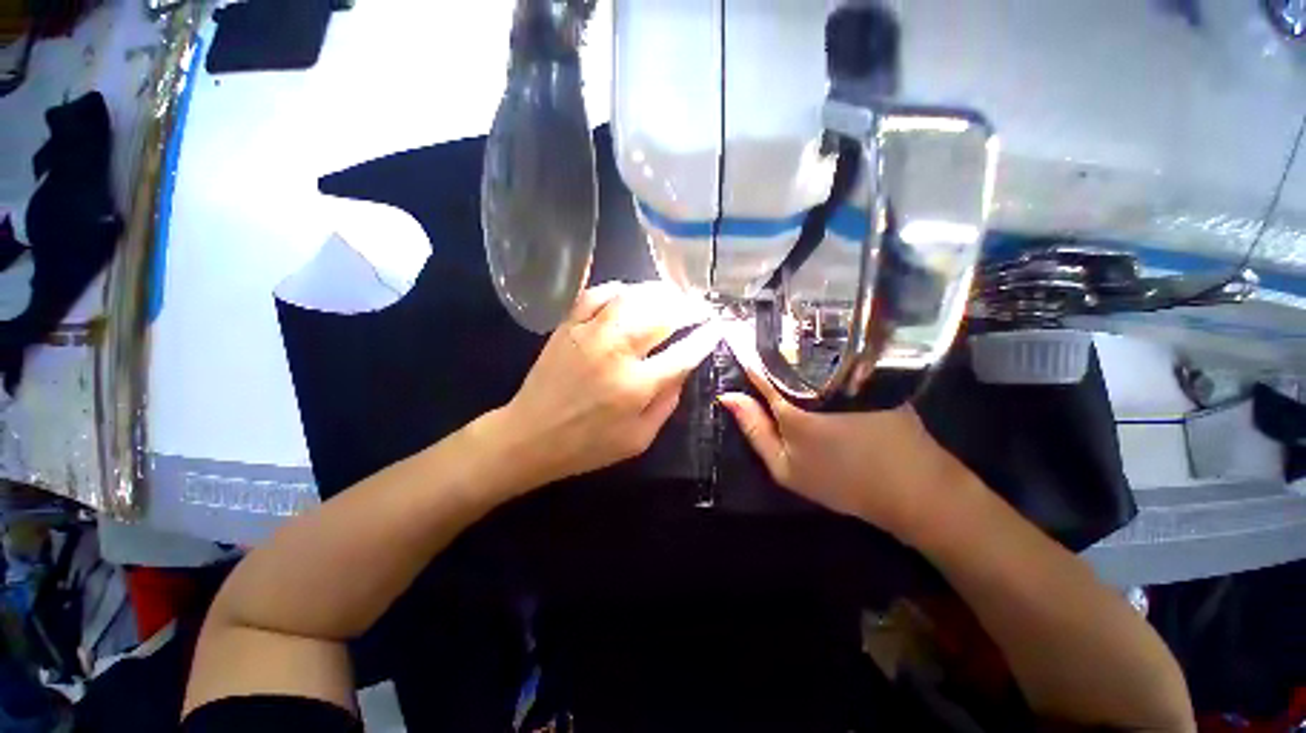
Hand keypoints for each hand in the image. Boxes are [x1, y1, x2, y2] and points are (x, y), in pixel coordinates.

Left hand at [497, 281, 721, 488]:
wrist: (530, 436)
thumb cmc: (587, 445)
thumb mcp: (639, 439)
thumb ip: (667, 403)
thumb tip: (684, 368)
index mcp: (636, 386)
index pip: (683, 353)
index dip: (705, 337)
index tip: (717, 327)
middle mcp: (616, 352)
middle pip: (663, 316)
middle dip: (690, 308)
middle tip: (701, 308)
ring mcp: (589, 333)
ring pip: (633, 298)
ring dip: (660, 293)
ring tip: (675, 296)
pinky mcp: (568, 326)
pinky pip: (596, 294)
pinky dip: (619, 289)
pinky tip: (631, 294)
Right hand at [717, 325, 968, 540]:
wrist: (913, 486)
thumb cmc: (841, 480)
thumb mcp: (786, 467)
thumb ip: (754, 430)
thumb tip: (728, 396)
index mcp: (790, 400)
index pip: (757, 366)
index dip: (743, 352)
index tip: (732, 337)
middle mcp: (817, 376)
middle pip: (783, 353)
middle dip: (766, 347)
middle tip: (753, 344)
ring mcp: (845, 370)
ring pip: (809, 351)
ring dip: (792, 348)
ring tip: (779, 346)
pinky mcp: (868, 371)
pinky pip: (834, 356)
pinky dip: (819, 354)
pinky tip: (814, 357)